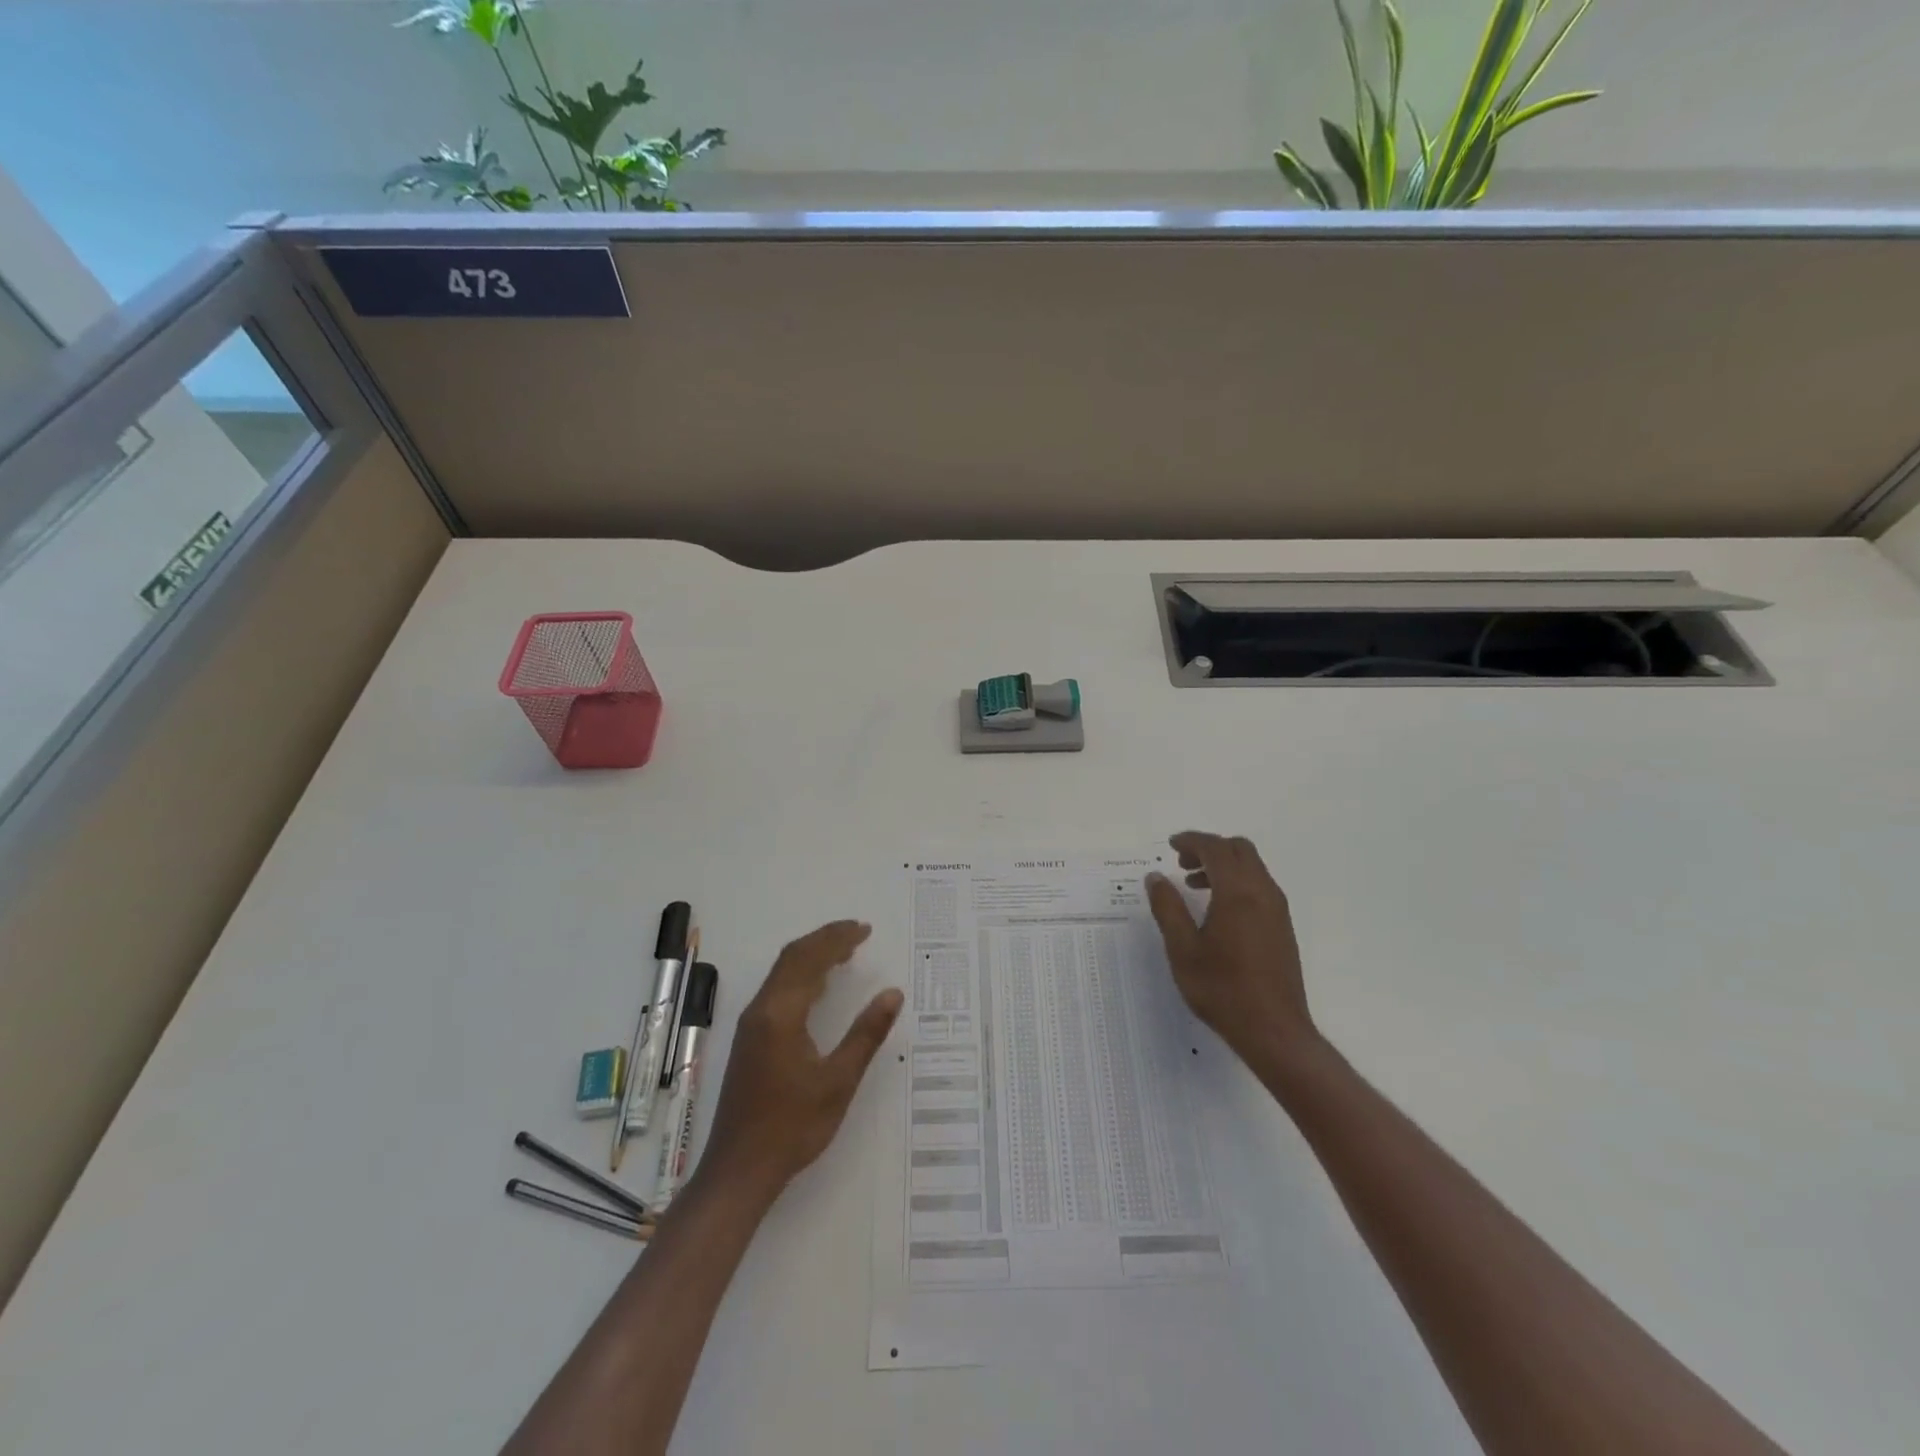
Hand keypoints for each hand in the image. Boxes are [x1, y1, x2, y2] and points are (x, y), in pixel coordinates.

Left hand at [699, 921, 902, 1205]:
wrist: (739, 1170)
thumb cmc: (793, 1126)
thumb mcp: (838, 1081)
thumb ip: (866, 1034)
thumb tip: (893, 994)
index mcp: (781, 1013)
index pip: (810, 958)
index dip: (838, 939)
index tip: (865, 930)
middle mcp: (761, 1010)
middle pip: (792, 958)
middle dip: (825, 940)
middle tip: (858, 932)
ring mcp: (751, 1025)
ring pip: (782, 972)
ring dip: (812, 955)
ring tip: (845, 952)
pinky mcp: (750, 1040)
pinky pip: (777, 990)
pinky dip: (801, 976)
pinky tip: (819, 988)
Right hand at [1145, 831, 1317, 1071]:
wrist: (1274, 1031)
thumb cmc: (1222, 990)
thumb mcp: (1183, 949)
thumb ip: (1168, 908)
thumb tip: (1156, 877)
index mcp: (1238, 893)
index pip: (1216, 849)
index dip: (1192, 841)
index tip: (1171, 846)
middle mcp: (1263, 893)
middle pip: (1239, 850)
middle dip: (1209, 848)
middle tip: (1181, 864)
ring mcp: (1277, 910)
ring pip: (1251, 868)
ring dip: (1222, 866)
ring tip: (1193, 887)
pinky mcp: (1282, 926)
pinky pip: (1259, 886)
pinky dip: (1236, 882)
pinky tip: (1216, 910)